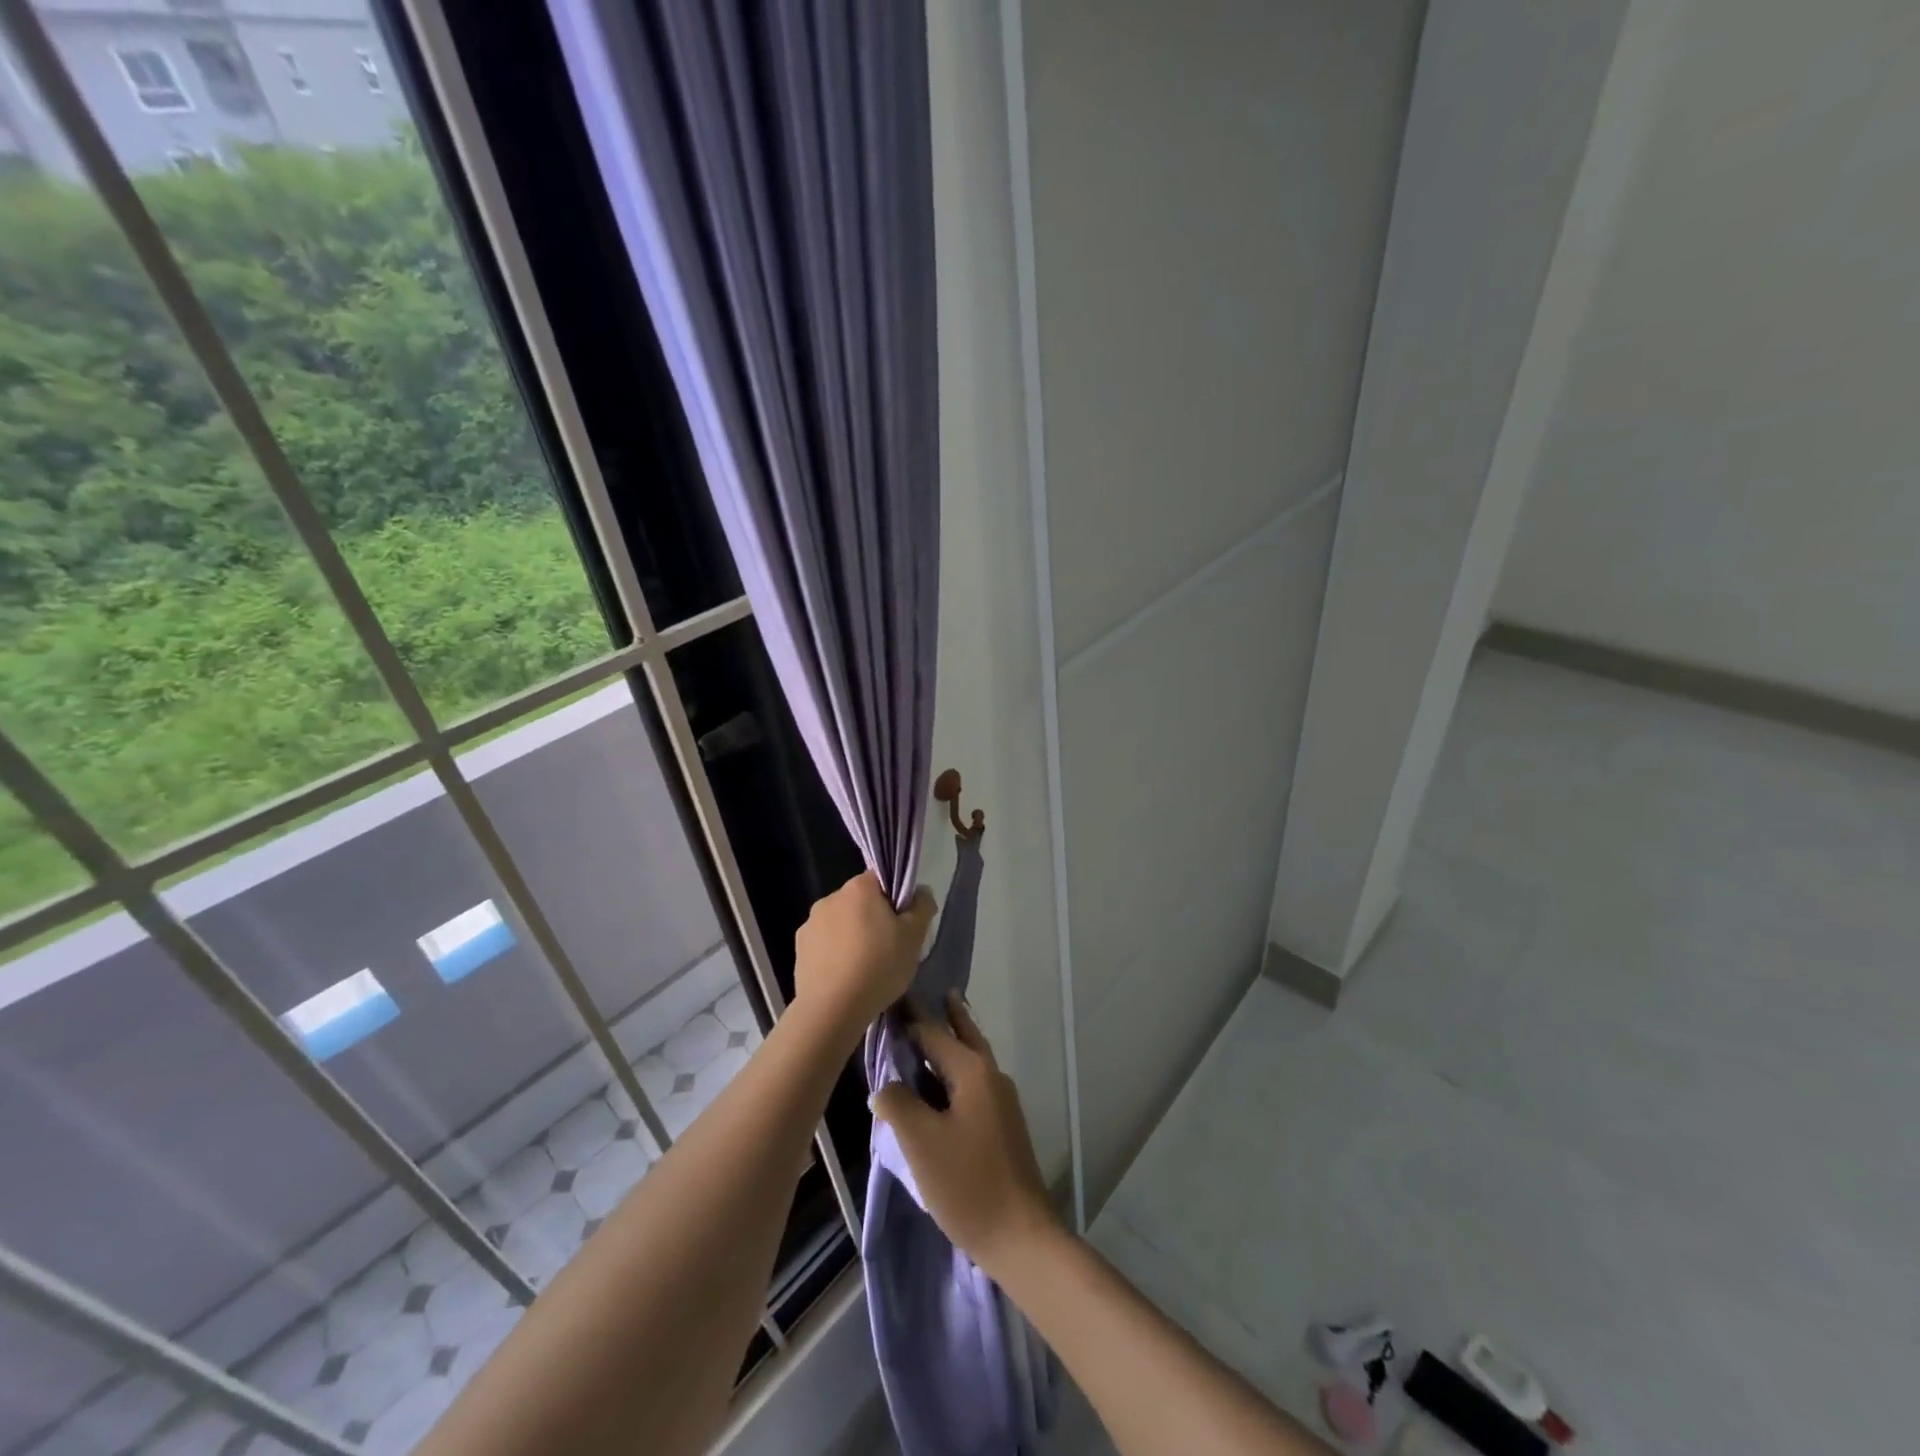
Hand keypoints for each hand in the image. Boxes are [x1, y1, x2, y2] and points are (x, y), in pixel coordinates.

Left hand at [793, 872, 934, 1040]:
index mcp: (858, 888)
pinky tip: (845, 977)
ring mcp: (810, 924)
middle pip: (860, 902)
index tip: (903, 924)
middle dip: (873, 918)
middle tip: (889, 948)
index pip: (881, 880)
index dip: (895, 899)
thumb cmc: (879, 966)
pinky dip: (835, 954)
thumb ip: (922, 906)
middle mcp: (830, 898)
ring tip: (865, 968)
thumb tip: (920, 892)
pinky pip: (825, 944)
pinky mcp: (799, 949)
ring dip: (852, 936)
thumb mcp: (915, 937)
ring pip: (841, 923)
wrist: (832, 1010)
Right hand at [871, 995, 1058, 1276]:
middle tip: (928, 992)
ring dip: (953, 1039)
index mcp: (973, 1071)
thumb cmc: (967, 1183)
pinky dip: (956, 1069)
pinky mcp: (1002, 1124)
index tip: (890, 996)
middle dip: (946, 1014)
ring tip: (935, 1025)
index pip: (933, 1031)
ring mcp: (1001, 1100)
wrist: (1020, 1235)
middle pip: (963, 1035)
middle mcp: (991, 1076)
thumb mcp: (920, 1142)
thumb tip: (885, 1085)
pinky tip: (941, 1081)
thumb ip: (897, 1103)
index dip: (909, 1016)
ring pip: (971, 1058)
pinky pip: (973, 1082)